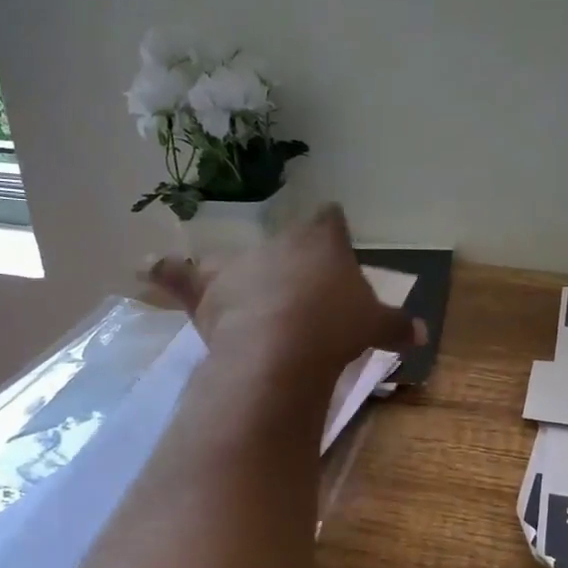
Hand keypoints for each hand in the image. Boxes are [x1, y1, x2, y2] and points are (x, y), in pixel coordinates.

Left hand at [146, 205, 424, 383]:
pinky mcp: (208, 290)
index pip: (330, 221)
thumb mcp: (374, 326)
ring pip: (241, 261)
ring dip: (247, 276)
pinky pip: (179, 276)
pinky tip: (144, 267)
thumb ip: (397, 325)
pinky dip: (163, 272)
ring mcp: (240, 264)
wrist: (284, 345)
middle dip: (294, 264)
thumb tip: (423, 334)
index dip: (334, 231)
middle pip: (287, 244)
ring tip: (252, 296)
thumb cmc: (335, 326)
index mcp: (322, 241)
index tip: (336, 243)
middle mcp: (279, 243)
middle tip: (304, 293)